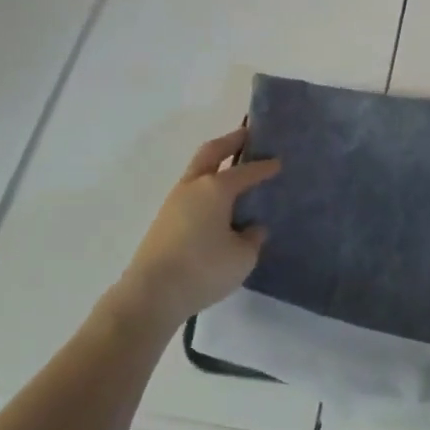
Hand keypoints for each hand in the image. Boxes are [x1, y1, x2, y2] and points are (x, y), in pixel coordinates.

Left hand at [112, 127, 279, 332]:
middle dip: (230, 141)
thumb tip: (251, 227)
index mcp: (215, 188)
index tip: (278, 161)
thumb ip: (252, 238)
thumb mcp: (242, 257)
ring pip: (197, 172)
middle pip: (211, 153)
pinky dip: (206, 189)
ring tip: (234, 171)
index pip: (246, 171)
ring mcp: (173, 203)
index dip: (264, 166)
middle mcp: (193, 187)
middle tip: (247, 135)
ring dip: (215, 166)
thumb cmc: (204, 269)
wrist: (151, 294)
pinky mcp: (164, 221)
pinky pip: (191, 194)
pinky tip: (217, 205)